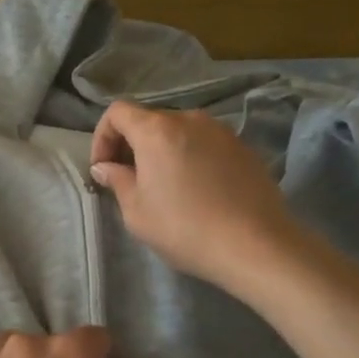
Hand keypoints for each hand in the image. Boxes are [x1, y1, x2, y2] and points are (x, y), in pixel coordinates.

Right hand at [89, 101, 296, 294]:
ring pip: (179, 132)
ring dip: (162, 151)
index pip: (118, 112)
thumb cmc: (184, 228)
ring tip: (164, 186)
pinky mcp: (243, 148)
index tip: (103, 168)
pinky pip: (204, 144)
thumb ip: (117, 181)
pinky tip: (196, 190)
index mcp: (156, 130)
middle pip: (149, 120)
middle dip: (131, 145)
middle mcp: (189, 119)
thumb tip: (105, 167)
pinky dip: (190, 157)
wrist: (256, 245)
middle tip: (128, 180)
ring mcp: (221, 131)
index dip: (102, 137)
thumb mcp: (136, 212)